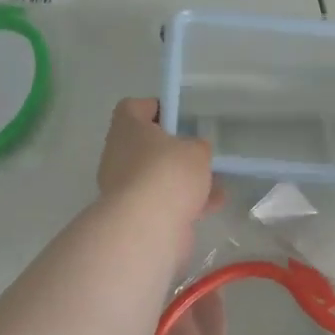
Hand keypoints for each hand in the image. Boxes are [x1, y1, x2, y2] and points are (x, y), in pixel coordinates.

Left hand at [96, 98, 221, 230]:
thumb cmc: (168, 173)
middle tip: (198, 153)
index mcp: (127, 129)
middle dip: (175, 151)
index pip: (133, 108)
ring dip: (184, 181)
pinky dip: (185, 203)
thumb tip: (194, 152)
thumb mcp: (196, 151)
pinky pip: (162, 202)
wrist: (148, 227)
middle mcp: (119, 155)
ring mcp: (124, 187)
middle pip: (147, 146)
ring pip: (157, 177)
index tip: (178, 116)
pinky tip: (211, 206)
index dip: (155, 108)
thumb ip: (198, 146)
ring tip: (215, 183)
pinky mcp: (135, 214)